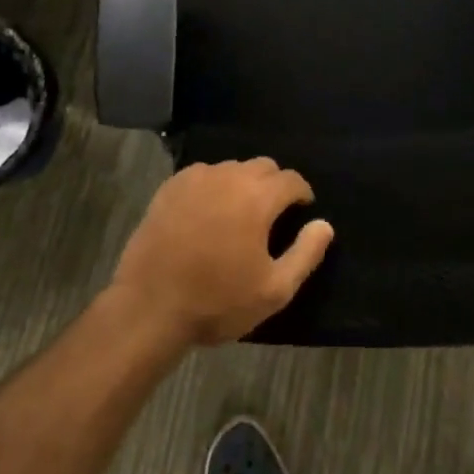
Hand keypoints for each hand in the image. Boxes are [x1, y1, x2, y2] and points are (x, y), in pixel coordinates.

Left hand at [112, 158, 333, 344]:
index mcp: (257, 197)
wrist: (149, 306)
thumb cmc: (217, 301)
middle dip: (275, 185)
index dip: (301, 194)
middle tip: (272, 216)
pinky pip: (203, 175)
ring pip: (232, 168)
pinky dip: (214, 187)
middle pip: (263, 167)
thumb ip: (306, 253)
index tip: (302, 212)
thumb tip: (324, 224)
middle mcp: (229, 176)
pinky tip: (207, 213)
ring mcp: (196, 178)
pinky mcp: (170, 186)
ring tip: (239, 215)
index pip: (291, 179)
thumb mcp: (274, 290)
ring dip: (243, 184)